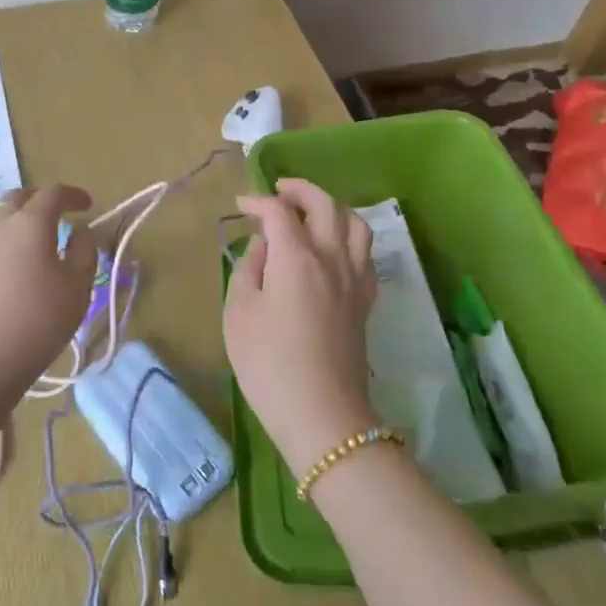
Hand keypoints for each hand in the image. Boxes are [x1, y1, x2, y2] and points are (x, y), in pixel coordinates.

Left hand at [0, 184, 98, 393]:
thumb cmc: (39, 319)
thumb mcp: (77, 287)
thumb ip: (84, 252)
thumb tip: (80, 233)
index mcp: (31, 221)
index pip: (53, 193)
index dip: (73, 195)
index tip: (88, 205)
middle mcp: (0, 222)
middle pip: (21, 196)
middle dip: (43, 200)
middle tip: (61, 214)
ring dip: (18, 214)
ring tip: (34, 233)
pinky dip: (4, 233)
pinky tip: (14, 255)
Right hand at [224, 178, 377, 475]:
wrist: (323, 416)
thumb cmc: (269, 364)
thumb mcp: (240, 313)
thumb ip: (249, 269)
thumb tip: (263, 246)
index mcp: (297, 257)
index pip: (279, 212)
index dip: (258, 201)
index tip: (240, 205)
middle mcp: (332, 258)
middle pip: (325, 205)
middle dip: (300, 189)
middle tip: (279, 190)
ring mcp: (355, 279)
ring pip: (355, 223)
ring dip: (331, 207)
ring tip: (311, 212)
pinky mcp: (366, 301)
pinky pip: (364, 252)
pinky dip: (348, 236)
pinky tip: (333, 249)